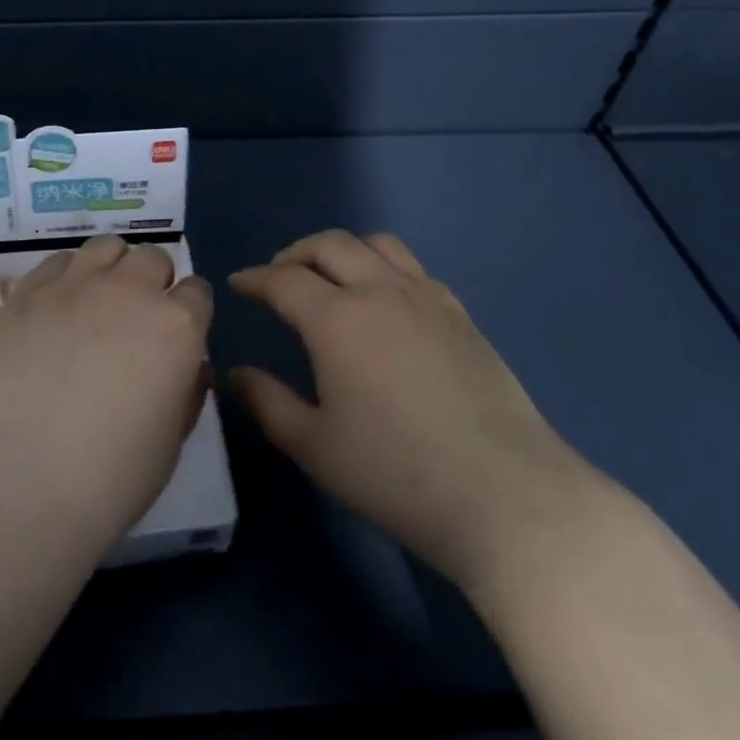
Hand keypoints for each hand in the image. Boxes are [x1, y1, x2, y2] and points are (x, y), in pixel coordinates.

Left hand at [0, 235, 212, 549]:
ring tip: (98, 300)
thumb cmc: (112, 476)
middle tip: (136, 319)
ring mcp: (75, 285)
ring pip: (106, 247)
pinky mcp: (28, 292)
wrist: (23, 481)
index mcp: (178, 326)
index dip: (190, 311)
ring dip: (112, 268)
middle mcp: (131, 291)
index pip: (198, 292)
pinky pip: (57, 261)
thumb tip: (187, 367)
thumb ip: (186, 390)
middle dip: (153, 282)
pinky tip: (57, 307)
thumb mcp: (172, 441)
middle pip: (153, 258)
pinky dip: (66, 276)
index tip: (178, 333)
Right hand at [229, 230, 583, 583]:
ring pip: (376, 244)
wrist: (504, 495)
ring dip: (342, 250)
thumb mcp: (314, 446)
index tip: (239, 283)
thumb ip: (267, 403)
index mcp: (336, 319)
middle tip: (277, 277)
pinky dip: (383, 267)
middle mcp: (380, 291)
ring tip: (329, 278)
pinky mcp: (460, 314)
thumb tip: (234, 374)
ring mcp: (427, 298)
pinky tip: (383, 302)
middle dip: (294, 253)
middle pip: (329, 245)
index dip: (255, 278)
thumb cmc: (395, 474)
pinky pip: (412, 267)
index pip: (283, 279)